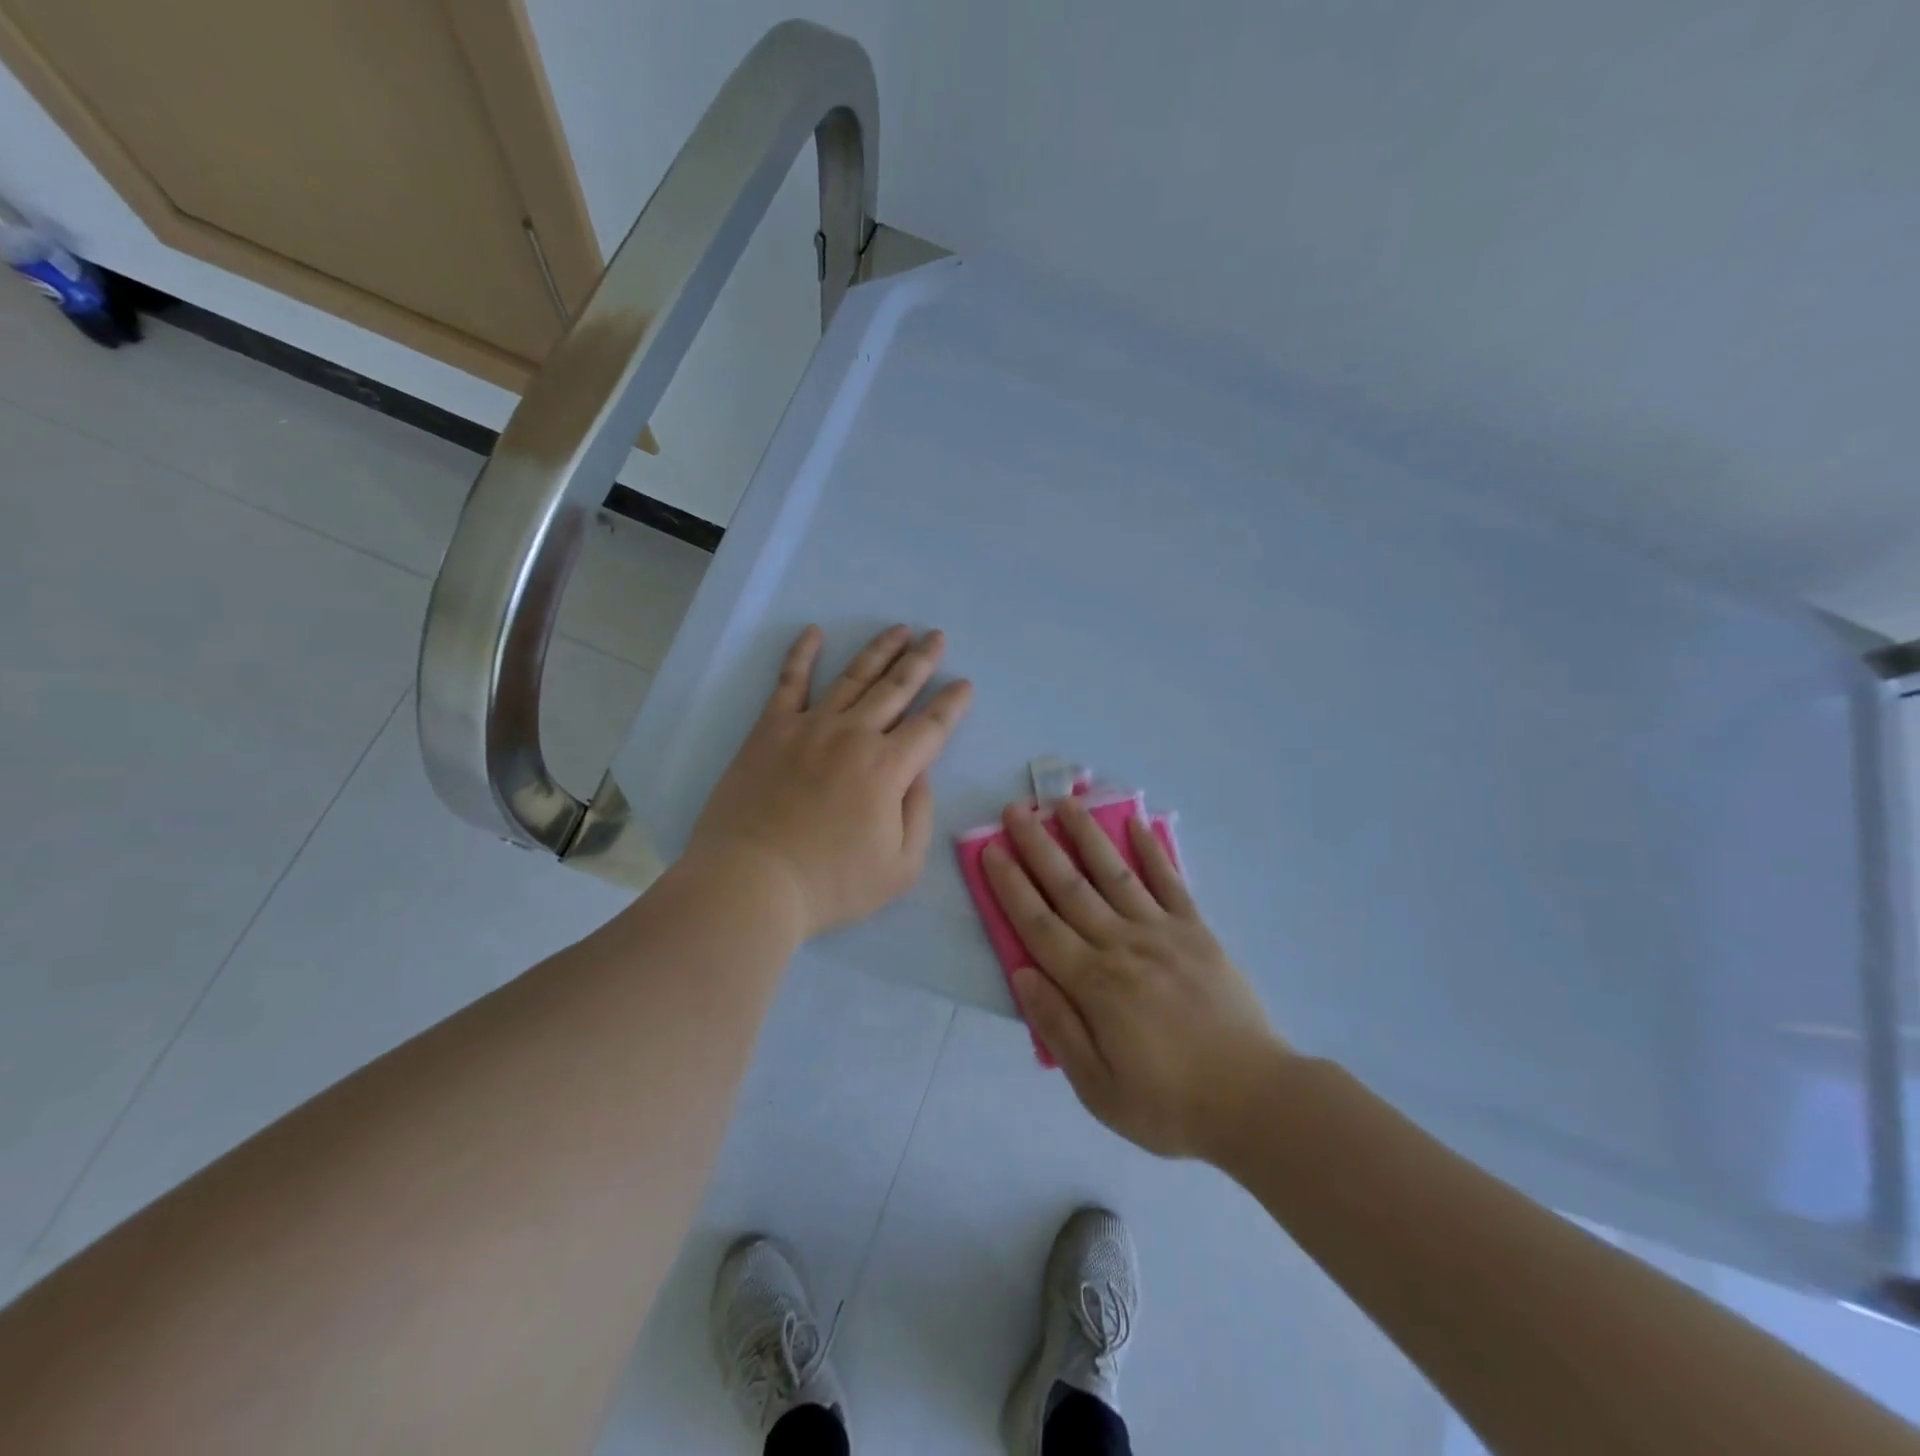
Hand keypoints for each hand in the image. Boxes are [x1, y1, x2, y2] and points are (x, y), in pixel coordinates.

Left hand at [688, 625, 972, 939]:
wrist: (752, 882)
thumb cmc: (831, 884)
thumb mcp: (901, 867)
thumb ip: (919, 814)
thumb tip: (919, 774)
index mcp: (889, 768)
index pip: (932, 725)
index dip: (953, 703)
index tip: (965, 684)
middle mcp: (854, 735)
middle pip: (896, 688)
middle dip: (921, 660)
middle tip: (936, 636)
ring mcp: (810, 727)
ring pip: (853, 677)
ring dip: (879, 651)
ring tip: (899, 629)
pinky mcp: (771, 730)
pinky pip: (790, 682)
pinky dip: (802, 654)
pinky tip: (814, 632)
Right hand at [983, 797, 1285, 1160]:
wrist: (1255, 1100)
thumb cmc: (1168, 1103)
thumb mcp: (1098, 1088)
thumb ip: (1057, 1027)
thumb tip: (1021, 972)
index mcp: (1094, 984)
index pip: (1039, 924)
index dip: (1011, 886)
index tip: (991, 850)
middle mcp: (1122, 945)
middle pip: (1070, 888)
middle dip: (1038, 846)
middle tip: (1015, 810)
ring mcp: (1163, 933)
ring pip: (1115, 874)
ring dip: (1087, 835)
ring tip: (1065, 802)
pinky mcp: (1198, 932)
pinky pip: (1171, 883)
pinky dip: (1153, 851)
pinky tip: (1138, 824)